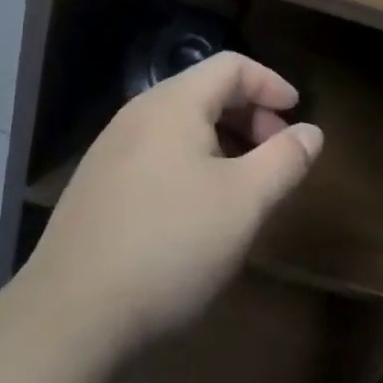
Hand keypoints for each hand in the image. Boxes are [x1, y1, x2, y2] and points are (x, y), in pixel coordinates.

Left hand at [23, 52, 323, 354]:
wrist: (71, 316)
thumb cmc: (170, 246)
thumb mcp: (244, 203)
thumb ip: (284, 160)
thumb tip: (311, 132)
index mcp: (173, 103)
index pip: (231, 66)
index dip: (270, 83)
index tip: (297, 113)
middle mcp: (138, 113)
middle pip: (204, 91)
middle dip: (249, 114)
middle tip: (277, 152)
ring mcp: (111, 149)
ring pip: (180, 125)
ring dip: (221, 141)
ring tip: (243, 183)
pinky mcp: (97, 186)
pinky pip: (156, 153)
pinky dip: (190, 162)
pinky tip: (196, 210)